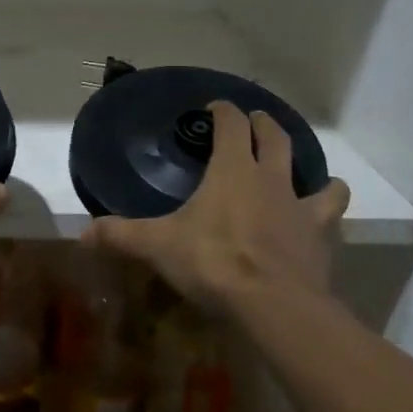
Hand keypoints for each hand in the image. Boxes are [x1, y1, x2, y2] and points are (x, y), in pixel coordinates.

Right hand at [82, 101, 349, 317]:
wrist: (273, 304)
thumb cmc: (212, 261)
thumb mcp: (158, 246)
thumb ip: (121, 235)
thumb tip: (83, 233)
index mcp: (232, 170)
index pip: (231, 125)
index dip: (223, 112)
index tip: (215, 107)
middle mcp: (270, 180)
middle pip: (274, 139)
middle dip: (264, 125)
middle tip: (256, 120)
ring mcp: (301, 208)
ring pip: (317, 177)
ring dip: (311, 170)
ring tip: (305, 172)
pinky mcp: (320, 239)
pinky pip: (330, 217)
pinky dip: (326, 213)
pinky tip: (319, 222)